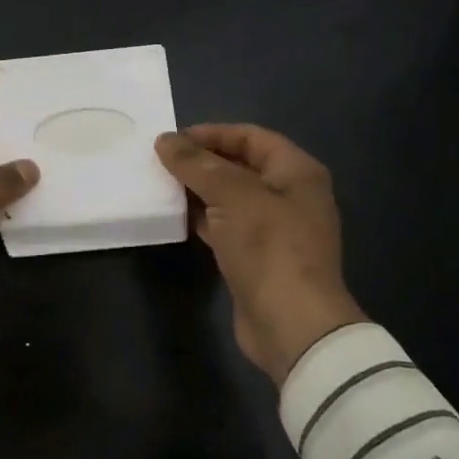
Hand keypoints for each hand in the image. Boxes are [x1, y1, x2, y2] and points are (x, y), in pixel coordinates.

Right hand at [155, 124, 365, 384]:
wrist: (292, 325)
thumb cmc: (269, 246)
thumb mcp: (232, 194)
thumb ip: (197, 164)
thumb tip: (165, 140)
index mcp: (297, 171)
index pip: (251, 137)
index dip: (212, 133)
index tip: (173, 140)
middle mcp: (291, 195)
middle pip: (241, 166)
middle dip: (202, 161)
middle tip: (162, 161)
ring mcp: (276, 228)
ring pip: (232, 197)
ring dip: (199, 190)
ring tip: (161, 185)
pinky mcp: (259, 257)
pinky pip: (227, 225)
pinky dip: (204, 218)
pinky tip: (176, 217)